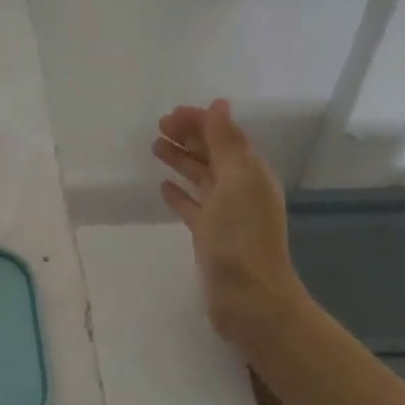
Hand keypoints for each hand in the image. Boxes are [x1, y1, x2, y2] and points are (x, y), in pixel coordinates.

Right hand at [154, 100, 310, 353]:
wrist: (249, 299)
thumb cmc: (241, 236)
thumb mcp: (236, 180)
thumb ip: (226, 142)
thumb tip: (219, 105)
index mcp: (250, 172)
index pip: (224, 135)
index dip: (199, 122)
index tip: (169, 116)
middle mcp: (240, 189)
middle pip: (212, 153)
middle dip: (189, 137)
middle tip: (158, 127)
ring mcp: (225, 214)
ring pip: (200, 177)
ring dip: (181, 160)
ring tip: (155, 148)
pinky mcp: (210, 236)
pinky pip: (192, 207)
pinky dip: (179, 194)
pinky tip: (163, 188)